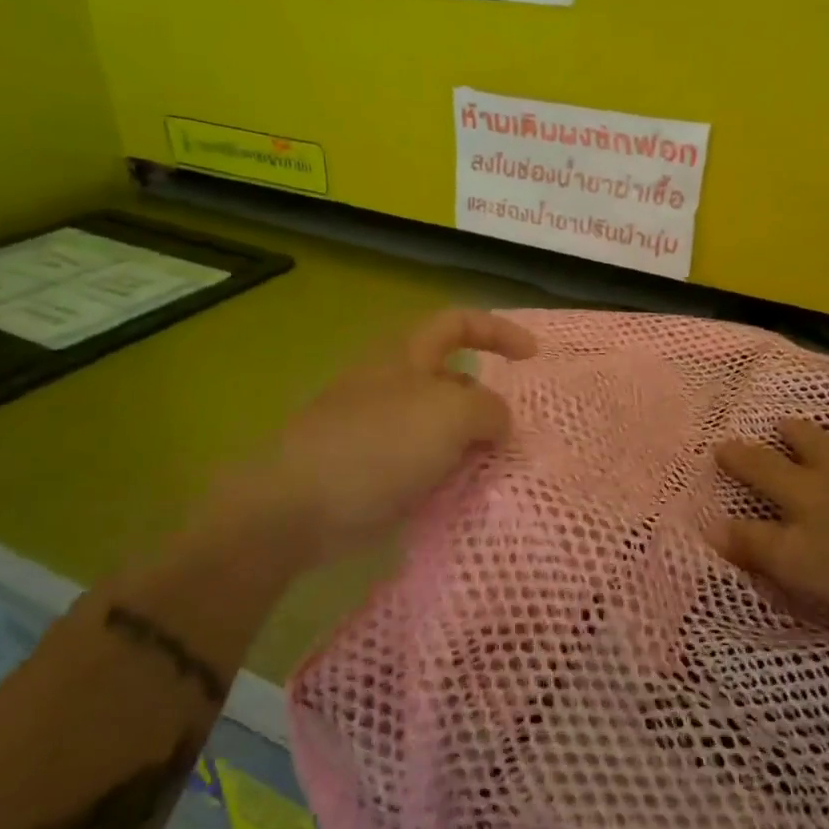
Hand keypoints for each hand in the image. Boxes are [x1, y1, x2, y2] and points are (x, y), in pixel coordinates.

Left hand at [195, 309, 537, 572]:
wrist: (296, 507)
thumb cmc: (378, 445)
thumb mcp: (450, 415)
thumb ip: (488, 410)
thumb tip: (497, 422)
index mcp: (405, 356)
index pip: (458, 322)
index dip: (498, 331)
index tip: (533, 357)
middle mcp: (390, 384)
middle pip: (451, 379)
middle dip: (485, 402)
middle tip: (512, 434)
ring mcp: (375, 428)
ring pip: (438, 426)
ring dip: (468, 444)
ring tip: (493, 470)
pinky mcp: (368, 469)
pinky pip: (420, 463)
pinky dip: (444, 474)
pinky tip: (459, 495)